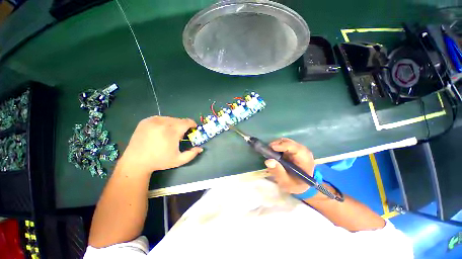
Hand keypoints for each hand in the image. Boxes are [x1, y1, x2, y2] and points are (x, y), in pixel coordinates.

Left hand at [119, 116, 202, 174]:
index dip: (192, 124)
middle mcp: (163, 123)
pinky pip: (160, 118)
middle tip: (180, 135)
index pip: (187, 122)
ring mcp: (153, 120)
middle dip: (183, 126)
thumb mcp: (179, 160)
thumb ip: (192, 154)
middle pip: (179, 120)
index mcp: (172, 131)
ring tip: (169, 134)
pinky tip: (161, 131)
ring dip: (173, 124)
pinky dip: (164, 123)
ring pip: (170, 119)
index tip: (193, 128)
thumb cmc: (159, 161)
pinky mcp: (146, 120)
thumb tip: (201, 148)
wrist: (136, 161)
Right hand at [264, 138, 314, 193]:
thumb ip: (278, 172)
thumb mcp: (286, 182)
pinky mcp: (294, 149)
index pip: (297, 149)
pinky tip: (274, 152)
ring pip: (287, 142)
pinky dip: (278, 146)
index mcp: (305, 161)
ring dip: (277, 145)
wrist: (301, 185)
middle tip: (268, 149)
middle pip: (290, 143)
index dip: (284, 146)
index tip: (272, 147)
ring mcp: (299, 149)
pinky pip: (285, 144)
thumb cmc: (295, 185)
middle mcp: (303, 152)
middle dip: (278, 144)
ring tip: (270, 151)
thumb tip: (268, 161)